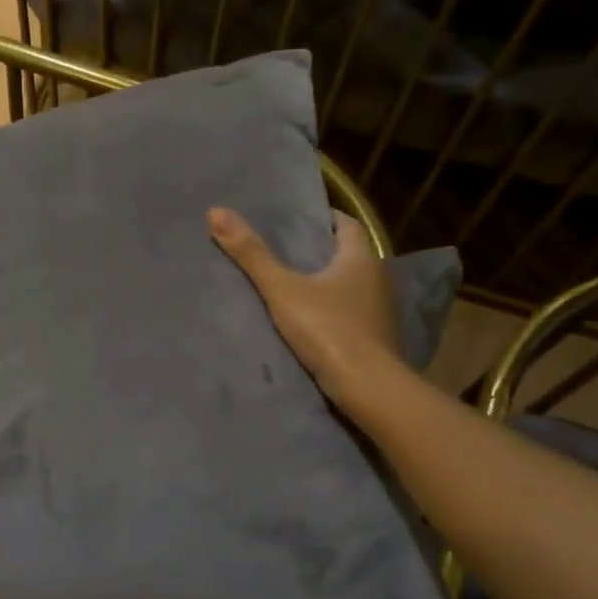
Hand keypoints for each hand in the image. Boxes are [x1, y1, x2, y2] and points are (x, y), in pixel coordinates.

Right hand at [207, 207, 399, 407]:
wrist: (368, 388)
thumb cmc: (328, 330)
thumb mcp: (282, 289)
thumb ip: (251, 254)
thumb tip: (216, 211)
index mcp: (361, 258)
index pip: (347, 225)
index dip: (324, 219)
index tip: (297, 220)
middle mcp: (378, 279)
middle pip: (349, 255)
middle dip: (321, 251)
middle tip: (286, 250)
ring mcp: (381, 311)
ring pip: (352, 286)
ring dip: (328, 283)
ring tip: (292, 284)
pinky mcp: (377, 338)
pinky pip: (353, 313)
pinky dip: (334, 310)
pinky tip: (311, 320)